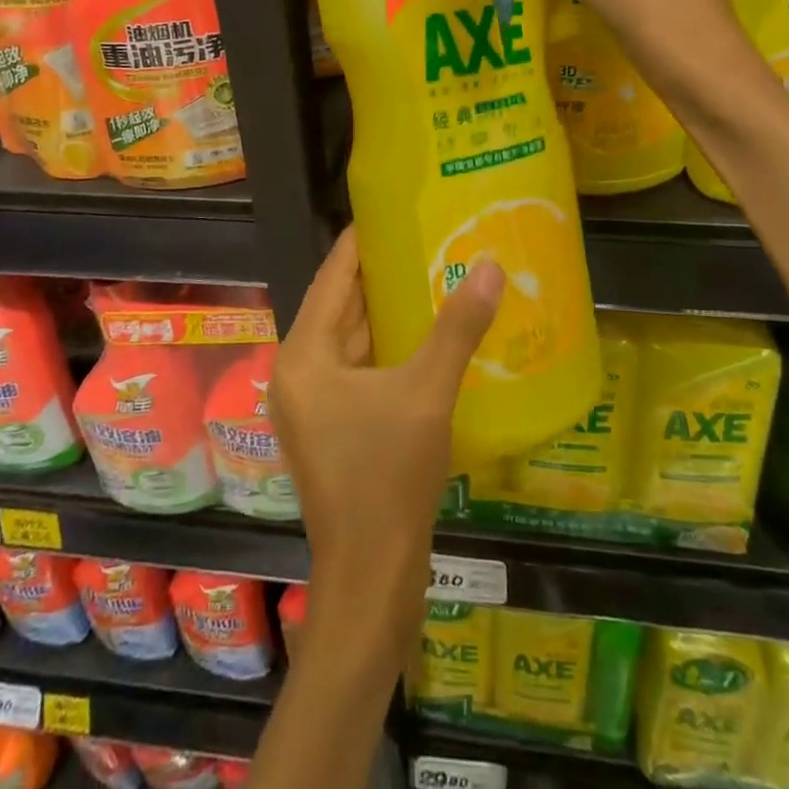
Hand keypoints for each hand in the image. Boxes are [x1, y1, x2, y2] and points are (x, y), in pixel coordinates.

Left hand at [272, 227, 503, 660]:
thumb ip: (457, 328)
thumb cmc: (387, 477)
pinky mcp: (332, 428)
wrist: (371, 579)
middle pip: (339, 307)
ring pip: (350, 340)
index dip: (360, 243)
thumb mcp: (427, 393)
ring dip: (385, 312)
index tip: (391, 210)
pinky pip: (358, 369)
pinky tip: (424, 336)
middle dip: (379, 274)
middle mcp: (299, 372)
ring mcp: (313, 404)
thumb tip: (489, 265)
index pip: (332, 278)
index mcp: (304, 355)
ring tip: (429, 274)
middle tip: (422, 237)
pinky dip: (386, 349)